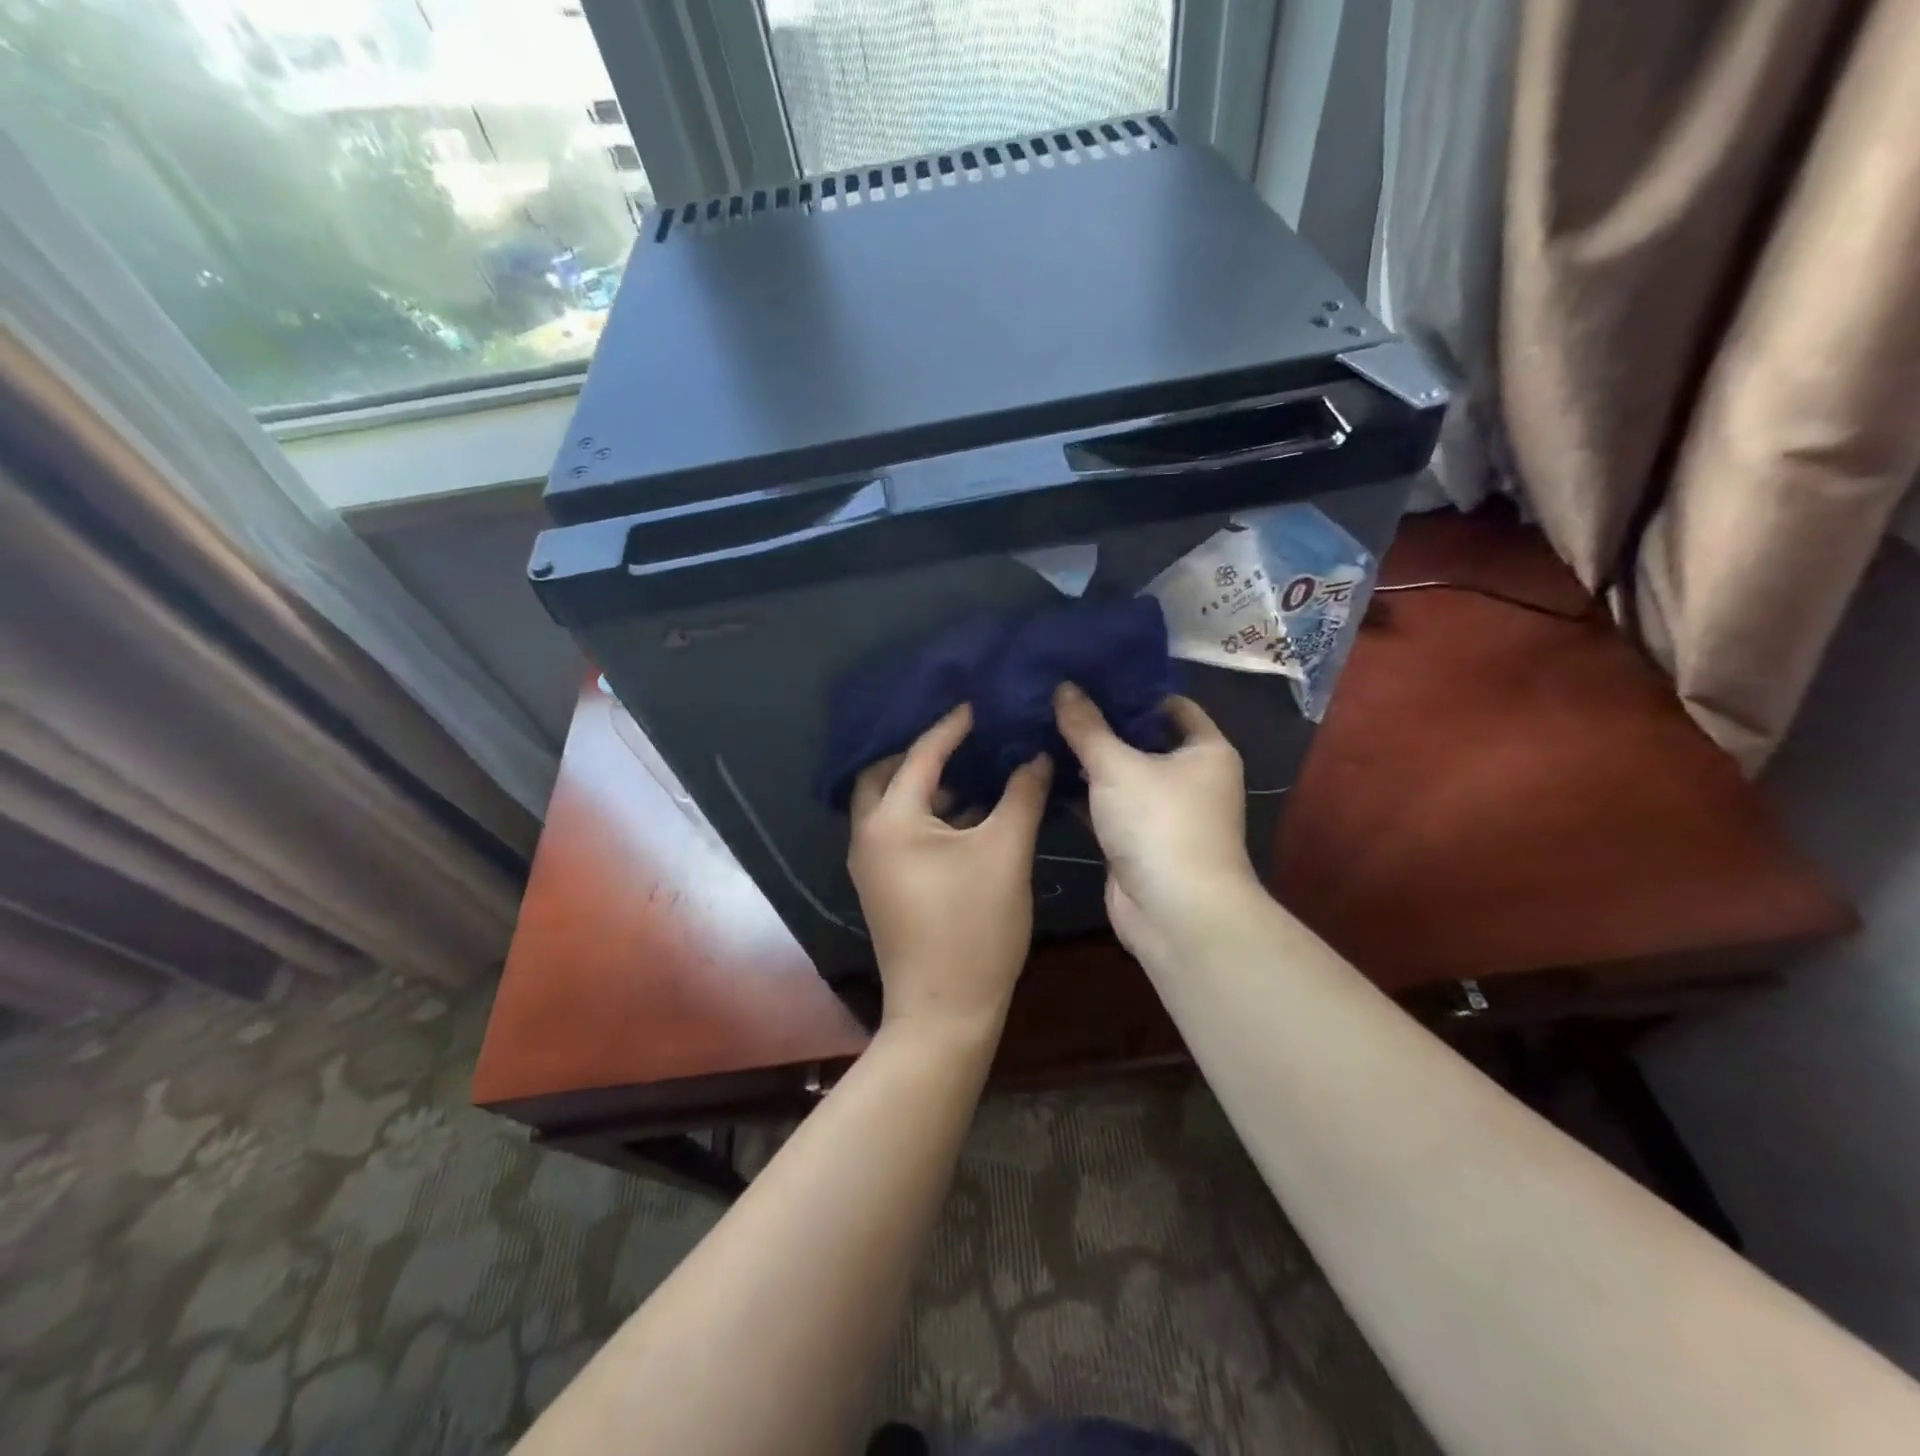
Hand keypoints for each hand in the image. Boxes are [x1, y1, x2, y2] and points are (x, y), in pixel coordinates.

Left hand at [848, 705, 1051, 1039]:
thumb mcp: (1005, 853)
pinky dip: (925, 816)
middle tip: (960, 740)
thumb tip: (1036, 756)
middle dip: (919, 754)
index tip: (978, 705)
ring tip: (970, 773)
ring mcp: (872, 866)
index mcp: (892, 821)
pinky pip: (898, 833)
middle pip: (884, 777)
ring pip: (890, 808)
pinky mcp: (884, 888)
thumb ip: (1021, 795)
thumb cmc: (974, 927)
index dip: (951, 728)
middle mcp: (869, 837)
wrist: (944, 1012)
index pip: (920, 756)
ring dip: (923, 787)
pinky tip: (965, 817)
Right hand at [1052, 683, 1262, 964]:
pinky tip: (1047, 773)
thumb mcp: (1118, 766)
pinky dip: (1083, 793)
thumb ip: (1087, 727)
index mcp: (1205, 750)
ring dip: (1088, 760)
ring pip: (1122, 774)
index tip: (1090, 676)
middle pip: (1142, 739)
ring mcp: (1164, 812)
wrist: (1175, 912)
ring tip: (1043, 729)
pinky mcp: (1139, 840)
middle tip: (1056, 700)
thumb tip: (1063, 687)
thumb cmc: (1159, 823)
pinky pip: (1108, 805)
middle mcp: (1191, 777)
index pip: (1170, 705)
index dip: (1132, 690)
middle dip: (1101, 725)